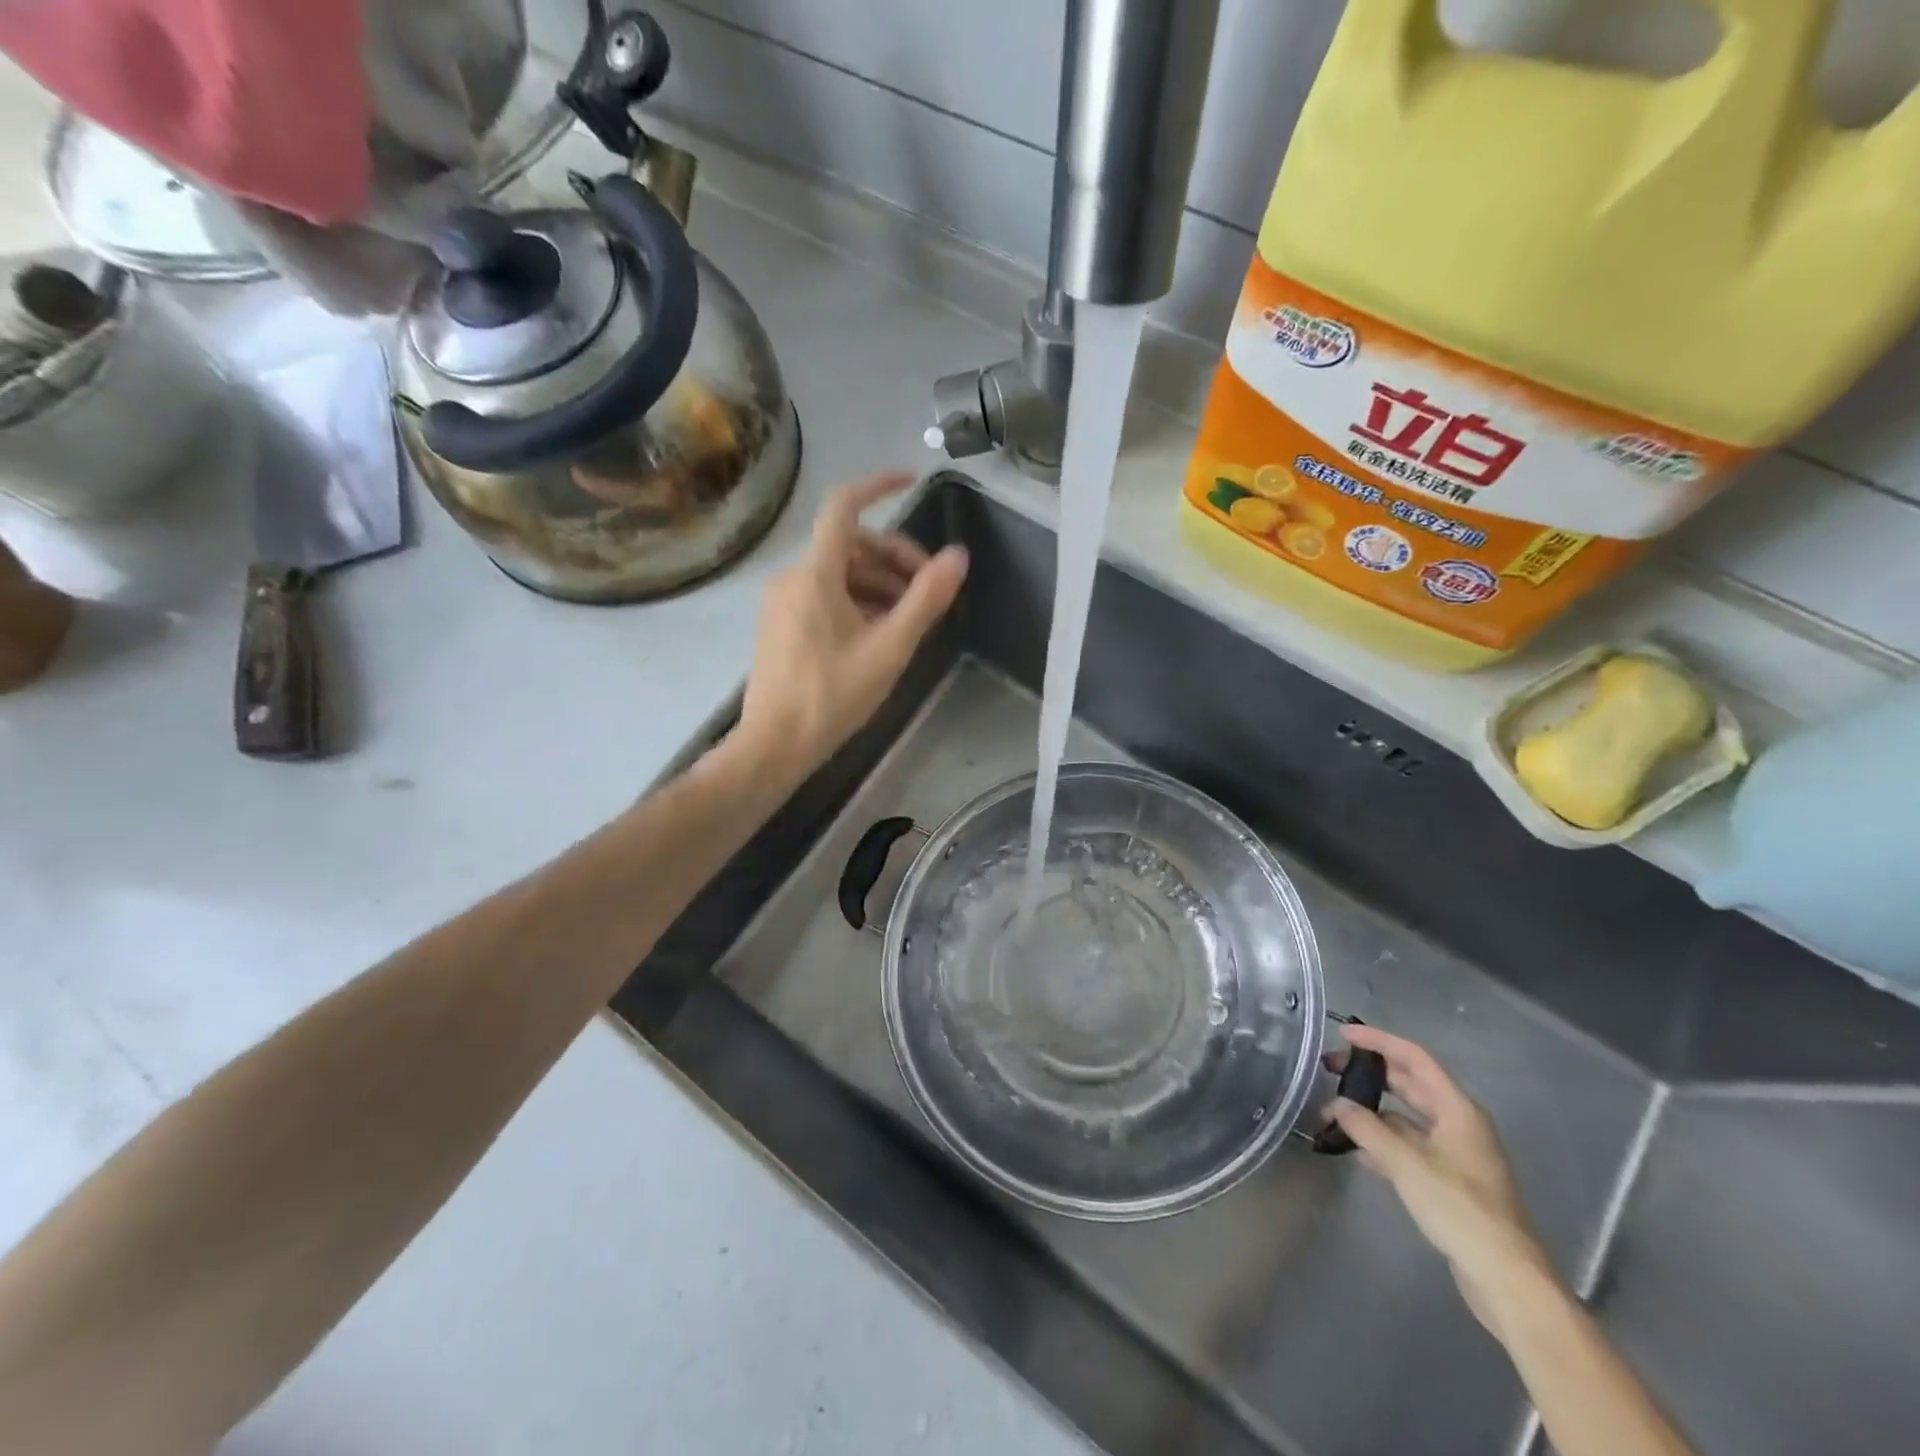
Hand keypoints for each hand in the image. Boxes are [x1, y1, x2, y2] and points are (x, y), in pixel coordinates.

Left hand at [734, 471, 967, 779]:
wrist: (774, 745)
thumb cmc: (832, 696)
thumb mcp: (889, 648)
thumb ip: (925, 600)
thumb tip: (958, 557)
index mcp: (815, 573)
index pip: (845, 506)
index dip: (879, 485)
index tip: (912, 480)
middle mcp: (792, 576)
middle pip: (850, 544)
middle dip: (894, 558)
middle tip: (928, 590)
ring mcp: (782, 601)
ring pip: (839, 572)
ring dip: (879, 583)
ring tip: (910, 618)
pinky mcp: (780, 624)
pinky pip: (824, 594)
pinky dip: (857, 600)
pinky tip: (879, 632)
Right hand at [1327, 1025, 1559, 1334]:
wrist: (1506, 1279)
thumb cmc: (1461, 1210)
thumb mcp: (1407, 1164)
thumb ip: (1367, 1129)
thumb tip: (1337, 1105)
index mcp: (1458, 1110)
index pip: (1415, 1058)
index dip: (1379, 1041)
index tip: (1343, 1034)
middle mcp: (1459, 1124)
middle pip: (1410, 1084)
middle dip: (1370, 1074)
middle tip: (1329, 1070)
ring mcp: (1456, 1154)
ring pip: (1407, 1117)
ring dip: (1372, 1111)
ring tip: (1335, 1112)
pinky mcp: (1450, 1181)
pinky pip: (1410, 1146)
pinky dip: (1383, 1140)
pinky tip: (1357, 1150)